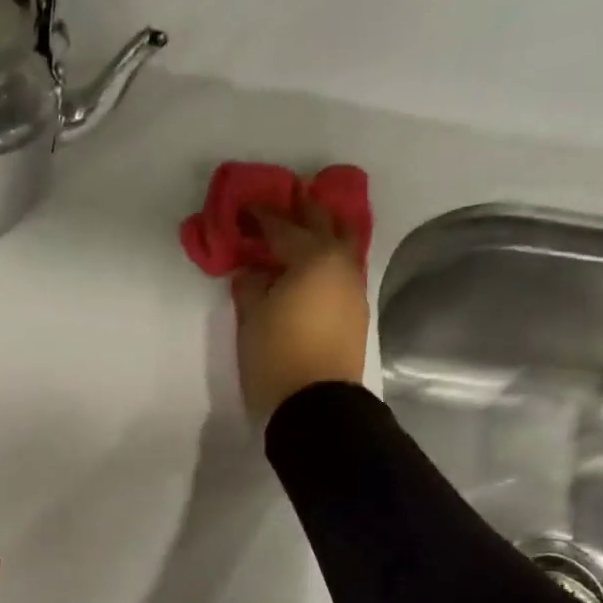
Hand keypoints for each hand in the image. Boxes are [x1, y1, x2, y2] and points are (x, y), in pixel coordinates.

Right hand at [231, 197, 371, 422]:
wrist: (315, 404)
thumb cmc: (276, 356)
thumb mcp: (252, 319)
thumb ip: (251, 287)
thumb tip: (252, 272)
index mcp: (313, 259)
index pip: (284, 228)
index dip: (263, 216)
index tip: (247, 206)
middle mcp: (341, 265)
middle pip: (325, 225)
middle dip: (305, 210)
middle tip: (289, 199)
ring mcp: (353, 289)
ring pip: (342, 246)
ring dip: (324, 233)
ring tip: (305, 230)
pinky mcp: (355, 312)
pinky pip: (342, 271)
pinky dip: (327, 260)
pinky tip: (312, 268)